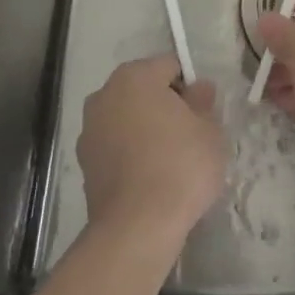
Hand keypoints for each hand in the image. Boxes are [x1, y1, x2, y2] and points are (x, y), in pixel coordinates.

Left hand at [78, 55, 224, 245]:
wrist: (137, 227)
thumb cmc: (180, 166)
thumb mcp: (210, 130)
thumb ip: (204, 102)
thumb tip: (199, 89)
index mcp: (135, 76)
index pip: (170, 67)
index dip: (190, 87)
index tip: (202, 114)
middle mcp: (105, 94)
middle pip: (144, 90)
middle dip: (165, 106)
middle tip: (189, 135)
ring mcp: (89, 129)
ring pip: (127, 118)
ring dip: (145, 129)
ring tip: (169, 160)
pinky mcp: (84, 163)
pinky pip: (115, 146)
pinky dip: (130, 153)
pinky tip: (150, 177)